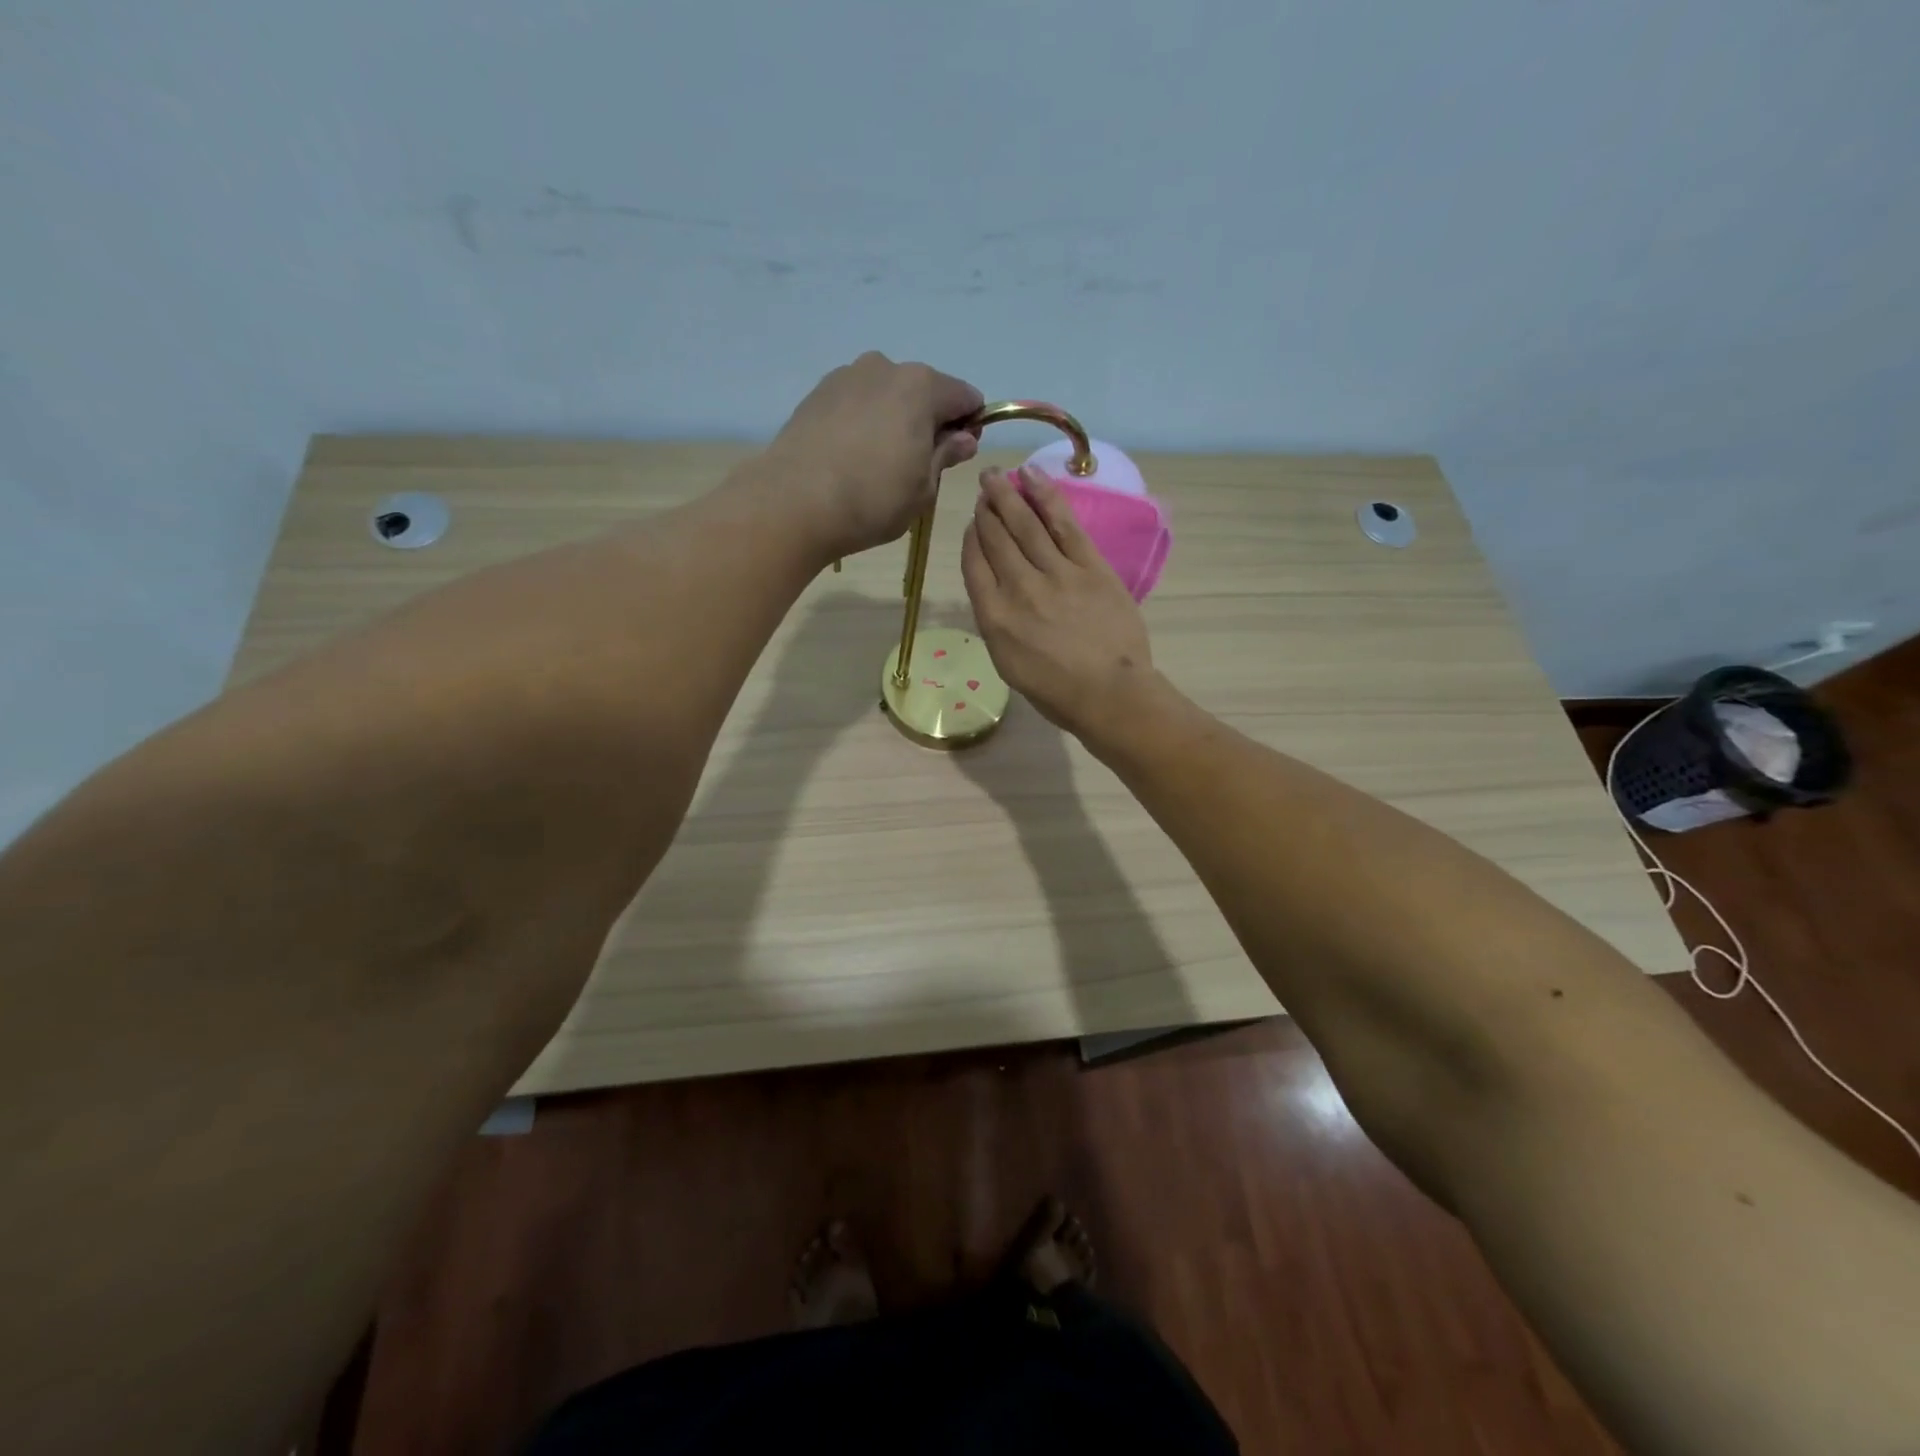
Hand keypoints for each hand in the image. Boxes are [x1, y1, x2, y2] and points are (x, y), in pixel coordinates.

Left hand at [766, 352, 983, 557]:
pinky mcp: (816, 394)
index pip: (965, 397)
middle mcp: (884, 367)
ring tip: (878, 465)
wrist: (794, 503)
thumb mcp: (923, 488)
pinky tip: (851, 458)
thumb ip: (945, 456)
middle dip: (928, 421)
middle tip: (917, 466)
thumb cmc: (873, 499)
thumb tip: (963, 438)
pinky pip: (855, 404)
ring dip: (893, 421)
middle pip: (923, 391)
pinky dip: (862, 423)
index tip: (958, 456)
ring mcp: (845, 376)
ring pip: (886, 395)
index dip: (970, 426)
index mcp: (921, 386)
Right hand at [961, 466, 1157, 736]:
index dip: (971, 538)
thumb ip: (997, 623)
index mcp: (994, 618)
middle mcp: (1018, 588)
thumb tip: (996, 590)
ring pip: (1025, 524)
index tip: (973, 522)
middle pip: (996, 539)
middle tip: (983, 486)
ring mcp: (1055, 573)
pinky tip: (1033, 477)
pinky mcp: (1089, 566)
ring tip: (997, 474)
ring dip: (1008, 495)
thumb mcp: (1008, 664)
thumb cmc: (1056, 692)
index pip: (974, 565)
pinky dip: (1046, 497)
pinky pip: (1062, 523)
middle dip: (986, 509)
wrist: (1110, 694)